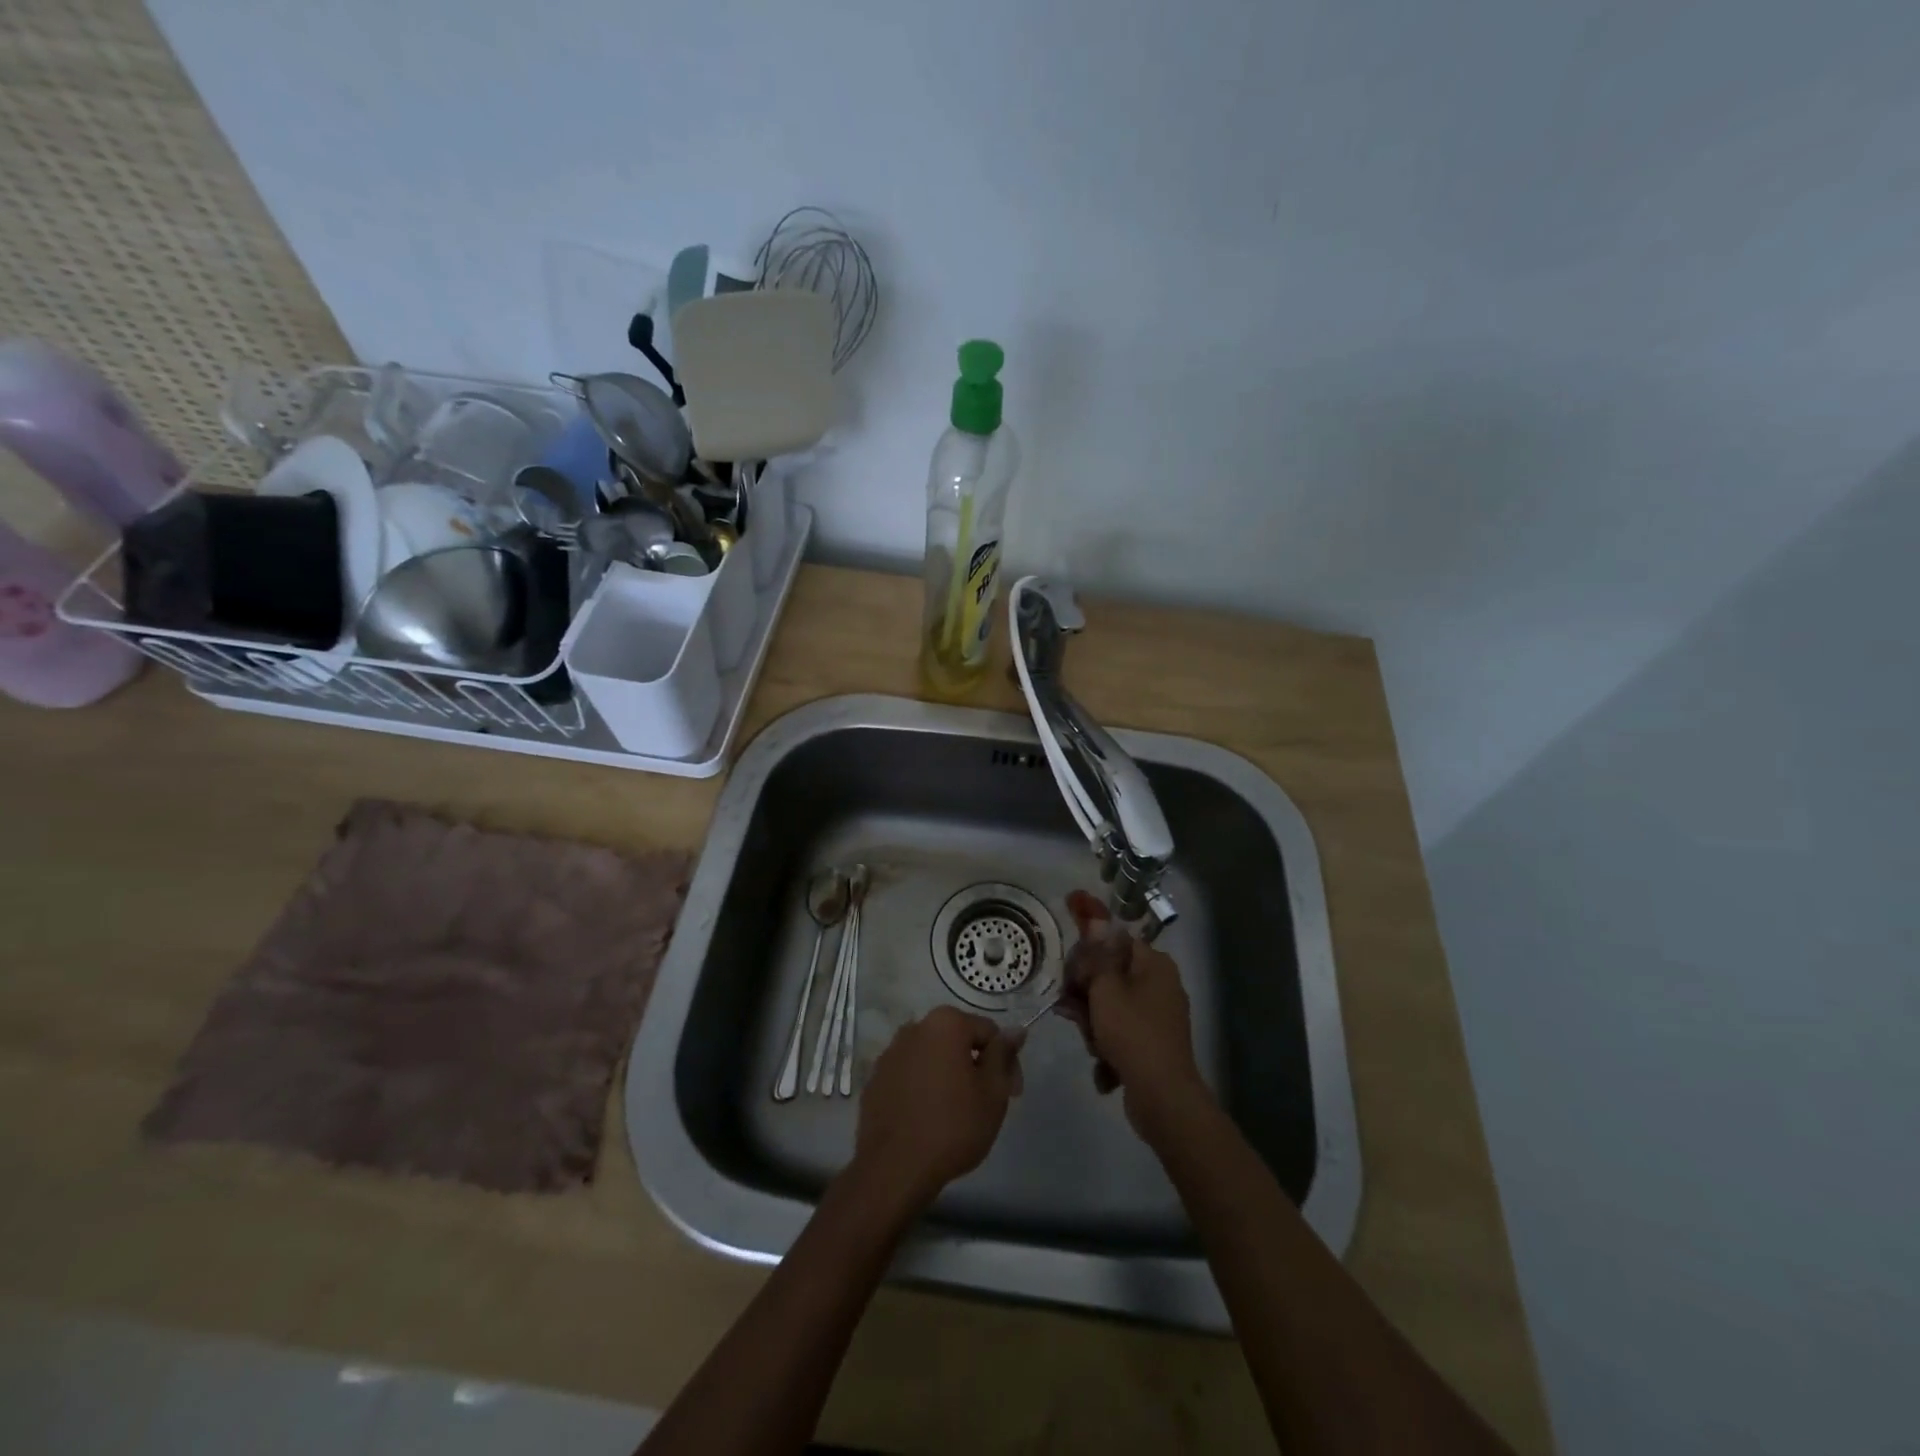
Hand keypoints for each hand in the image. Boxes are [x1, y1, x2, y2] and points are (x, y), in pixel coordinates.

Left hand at [851, 1006, 1023, 1212]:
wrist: (894, 1168)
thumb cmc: (953, 1126)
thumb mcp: (993, 1091)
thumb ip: (1003, 1054)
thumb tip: (1016, 1029)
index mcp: (945, 1023)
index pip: (989, 1032)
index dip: (1006, 1062)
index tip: (1011, 1094)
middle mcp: (914, 1028)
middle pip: (958, 1041)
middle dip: (977, 1066)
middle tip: (987, 1104)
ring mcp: (890, 1054)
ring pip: (932, 1058)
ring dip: (949, 1075)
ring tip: (957, 1113)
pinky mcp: (875, 1080)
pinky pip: (909, 1076)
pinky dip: (923, 1088)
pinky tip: (929, 1118)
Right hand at [1059, 891, 1208, 1138]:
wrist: (1163, 1098)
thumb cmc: (1133, 1034)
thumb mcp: (1106, 990)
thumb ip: (1097, 955)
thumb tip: (1097, 920)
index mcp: (1154, 964)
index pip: (1115, 937)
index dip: (1088, 936)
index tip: (1068, 924)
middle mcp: (1160, 984)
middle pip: (1109, 973)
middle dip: (1085, 990)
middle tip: (1069, 1006)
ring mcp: (1158, 1016)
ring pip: (1110, 1005)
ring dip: (1093, 1022)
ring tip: (1090, 1043)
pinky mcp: (1153, 1043)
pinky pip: (1120, 1031)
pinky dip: (1108, 1044)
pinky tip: (1103, 1064)